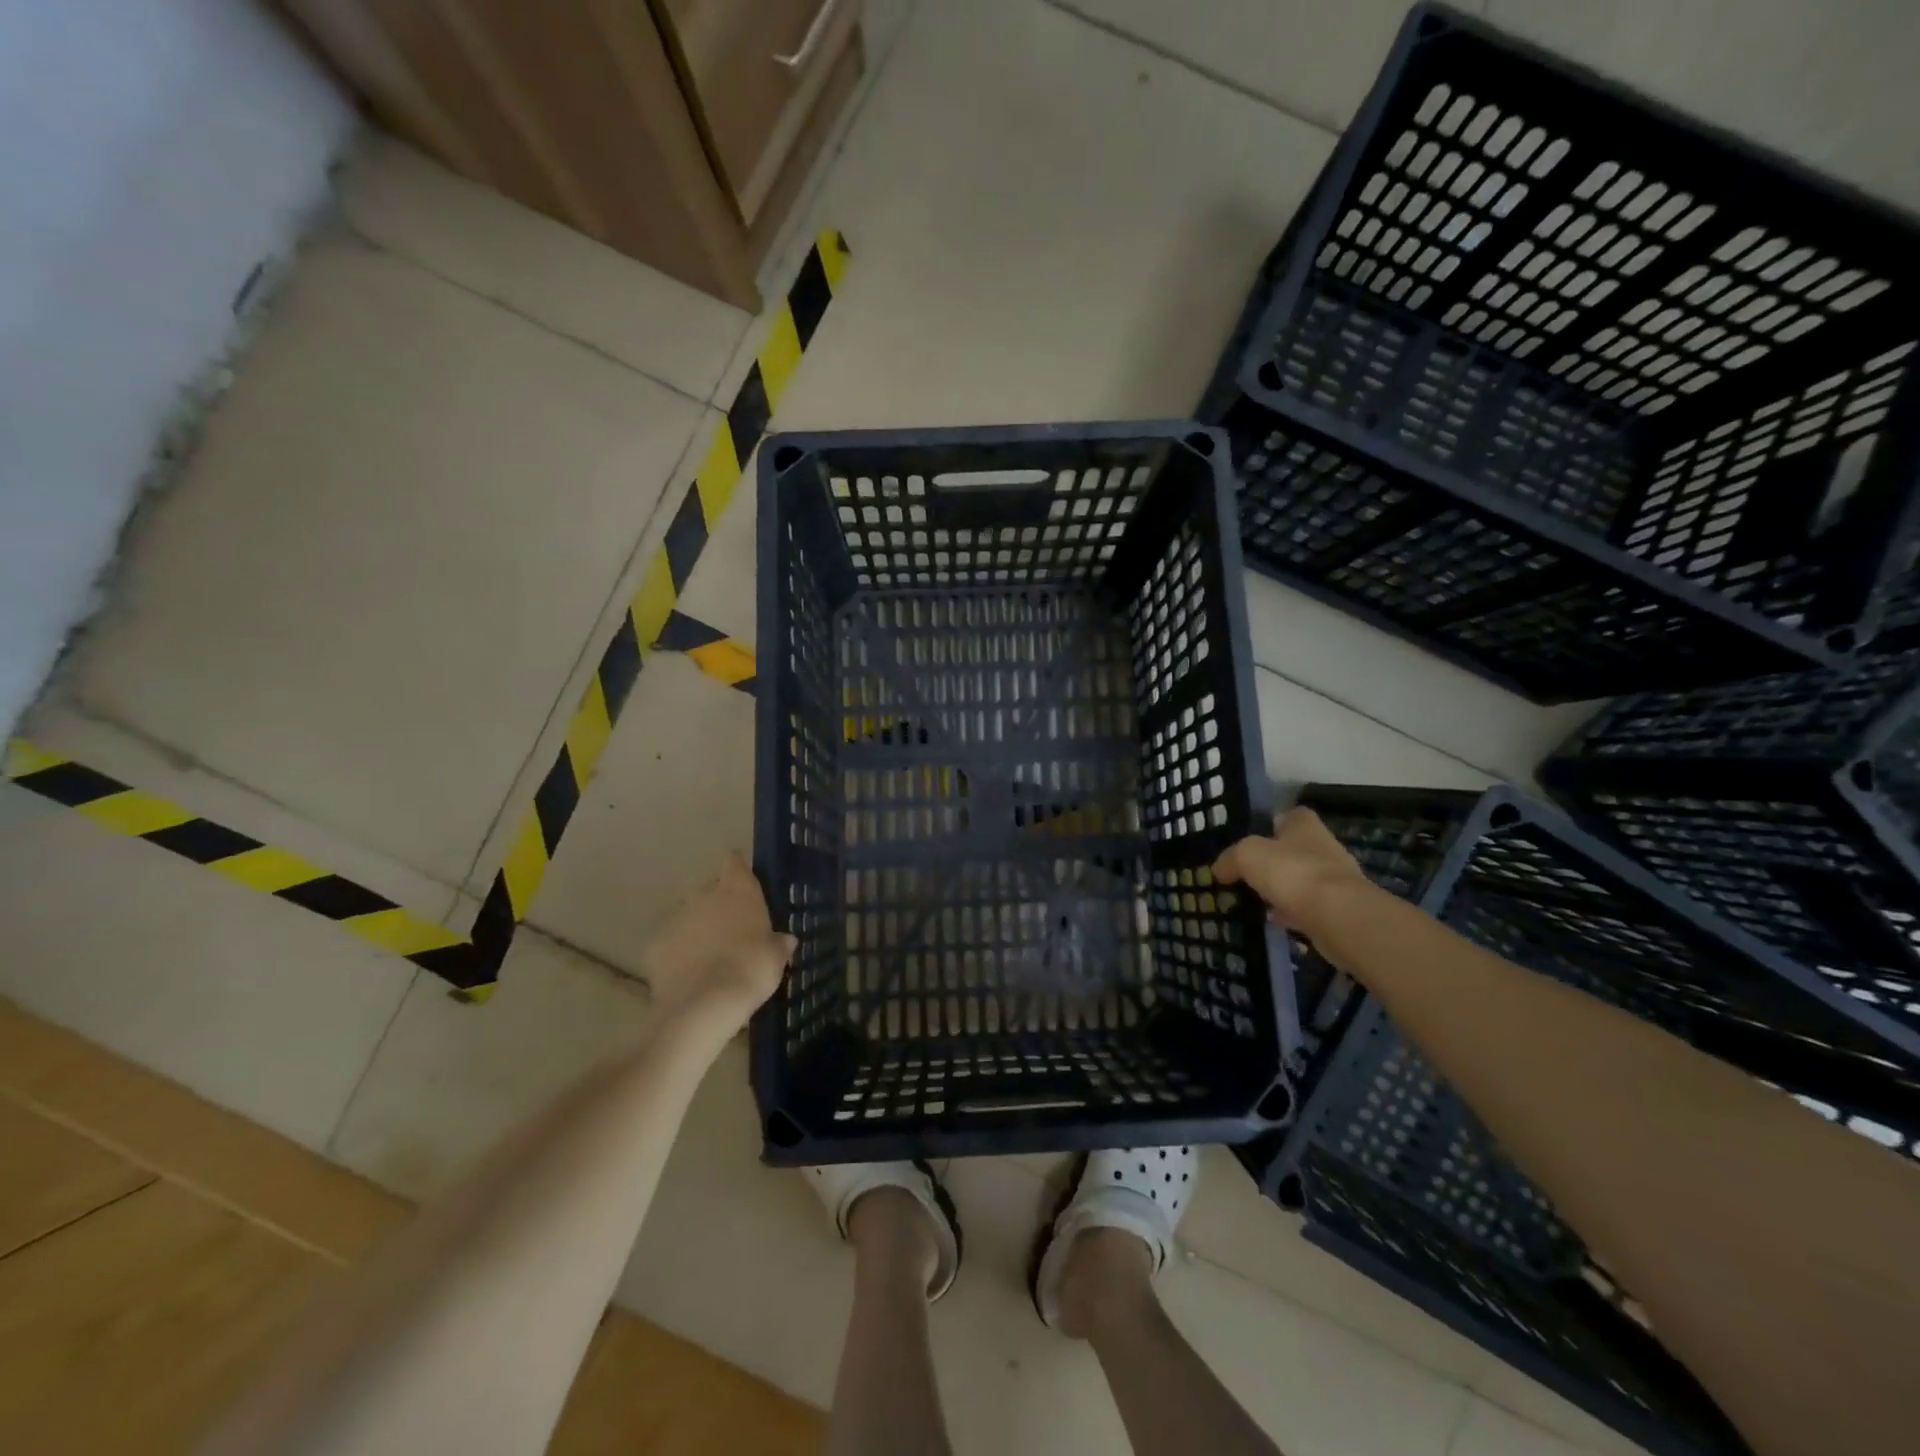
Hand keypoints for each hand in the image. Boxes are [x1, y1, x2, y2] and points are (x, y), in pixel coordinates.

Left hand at [642, 854, 794, 1025]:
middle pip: (709, 889)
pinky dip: (677, 954)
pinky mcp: (654, 946)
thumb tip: (785, 940)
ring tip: (710, 957)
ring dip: (697, 929)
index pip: (734, 861)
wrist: (704, 1005)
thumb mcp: (776, 957)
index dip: (739, 870)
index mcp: (737, 889)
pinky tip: (688, 976)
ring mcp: (675, 919)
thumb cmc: (751, 969)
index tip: (746, 885)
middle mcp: (703, 895)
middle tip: (732, 930)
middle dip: (718, 904)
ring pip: (688, 916)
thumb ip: (779, 943)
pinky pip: (669, 944)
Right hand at [1213, 807, 1367, 934]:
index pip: (1289, 815)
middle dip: (1273, 861)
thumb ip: (1230, 858)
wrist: (1339, 917)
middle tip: (1246, 874)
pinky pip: (1308, 907)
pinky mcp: (1339, 909)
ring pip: (1300, 879)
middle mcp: (1324, 846)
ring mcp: (1334, 879)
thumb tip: (1219, 869)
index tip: (1250, 842)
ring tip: (1255, 900)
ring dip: (1282, 889)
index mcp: (1304, 824)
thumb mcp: (1247, 855)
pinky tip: (1273, 922)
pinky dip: (1292, 913)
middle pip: (1294, 849)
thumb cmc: (1292, 872)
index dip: (1270, 825)